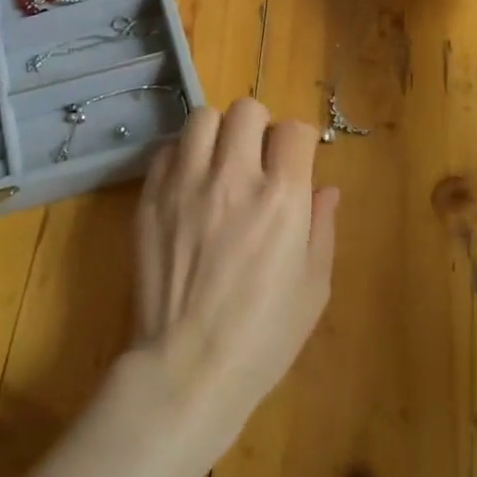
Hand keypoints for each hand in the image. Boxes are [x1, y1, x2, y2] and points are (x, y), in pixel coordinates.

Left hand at [129, 99, 340, 468]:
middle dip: (259, 127)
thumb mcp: (313, 287)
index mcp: (281, 198)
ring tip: (220, 163)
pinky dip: (182, 156)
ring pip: (202, 118)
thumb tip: (326, 188)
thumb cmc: (263, 336)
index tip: (295, 162)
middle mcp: (232, 177)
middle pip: (246, 109)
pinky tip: (189, 185)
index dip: (299, 142)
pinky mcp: (150, 197)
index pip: (294, 130)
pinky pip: (167, 149)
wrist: (188, 366)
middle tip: (258, 159)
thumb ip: (321, 226)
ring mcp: (185, 184)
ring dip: (218, 133)